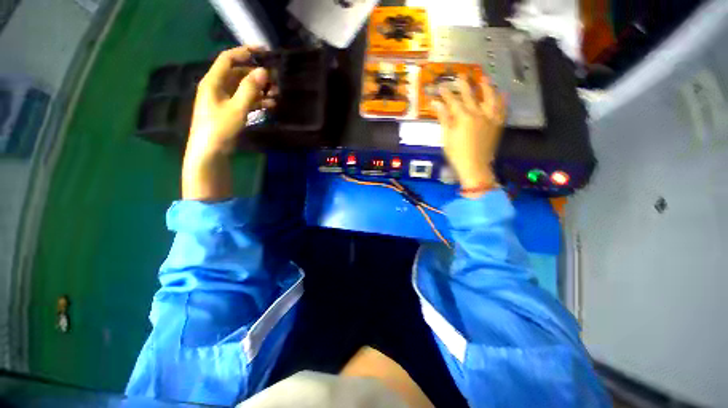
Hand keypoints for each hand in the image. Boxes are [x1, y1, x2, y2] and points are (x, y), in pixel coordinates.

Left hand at [186, 46, 274, 159]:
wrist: (206, 158)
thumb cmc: (218, 130)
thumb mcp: (236, 108)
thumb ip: (250, 87)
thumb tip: (263, 70)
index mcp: (213, 81)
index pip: (228, 57)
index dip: (245, 51)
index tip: (265, 52)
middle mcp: (215, 87)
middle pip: (237, 71)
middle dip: (257, 73)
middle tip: (275, 78)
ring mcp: (220, 100)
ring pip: (241, 86)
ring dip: (258, 87)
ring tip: (276, 93)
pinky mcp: (225, 111)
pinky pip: (241, 98)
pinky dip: (254, 99)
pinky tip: (269, 104)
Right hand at [432, 76, 505, 195]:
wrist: (477, 168)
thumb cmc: (458, 154)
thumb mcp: (447, 136)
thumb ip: (443, 117)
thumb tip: (436, 102)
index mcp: (463, 117)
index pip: (452, 99)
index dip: (445, 91)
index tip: (440, 85)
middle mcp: (478, 114)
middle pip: (470, 94)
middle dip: (464, 83)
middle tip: (461, 75)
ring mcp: (490, 119)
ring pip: (490, 98)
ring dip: (487, 87)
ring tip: (485, 78)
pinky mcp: (497, 125)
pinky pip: (502, 111)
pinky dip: (503, 102)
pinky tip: (503, 94)